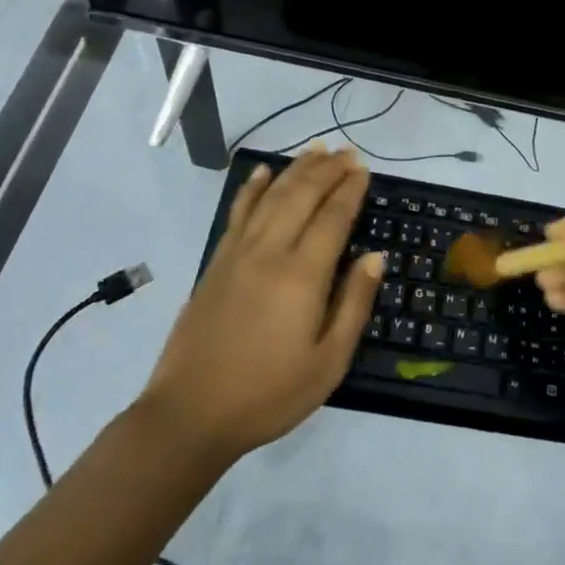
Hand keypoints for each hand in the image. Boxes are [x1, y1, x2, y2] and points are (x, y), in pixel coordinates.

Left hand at [142, 149, 382, 466]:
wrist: (190, 414)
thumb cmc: (269, 394)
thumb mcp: (328, 363)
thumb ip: (354, 304)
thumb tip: (374, 257)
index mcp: (302, 275)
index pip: (333, 217)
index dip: (350, 190)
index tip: (363, 170)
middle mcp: (269, 252)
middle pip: (302, 195)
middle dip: (327, 170)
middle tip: (347, 152)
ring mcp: (237, 254)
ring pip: (271, 196)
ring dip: (295, 169)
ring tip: (315, 150)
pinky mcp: (216, 263)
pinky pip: (238, 213)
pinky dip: (252, 188)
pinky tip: (262, 172)